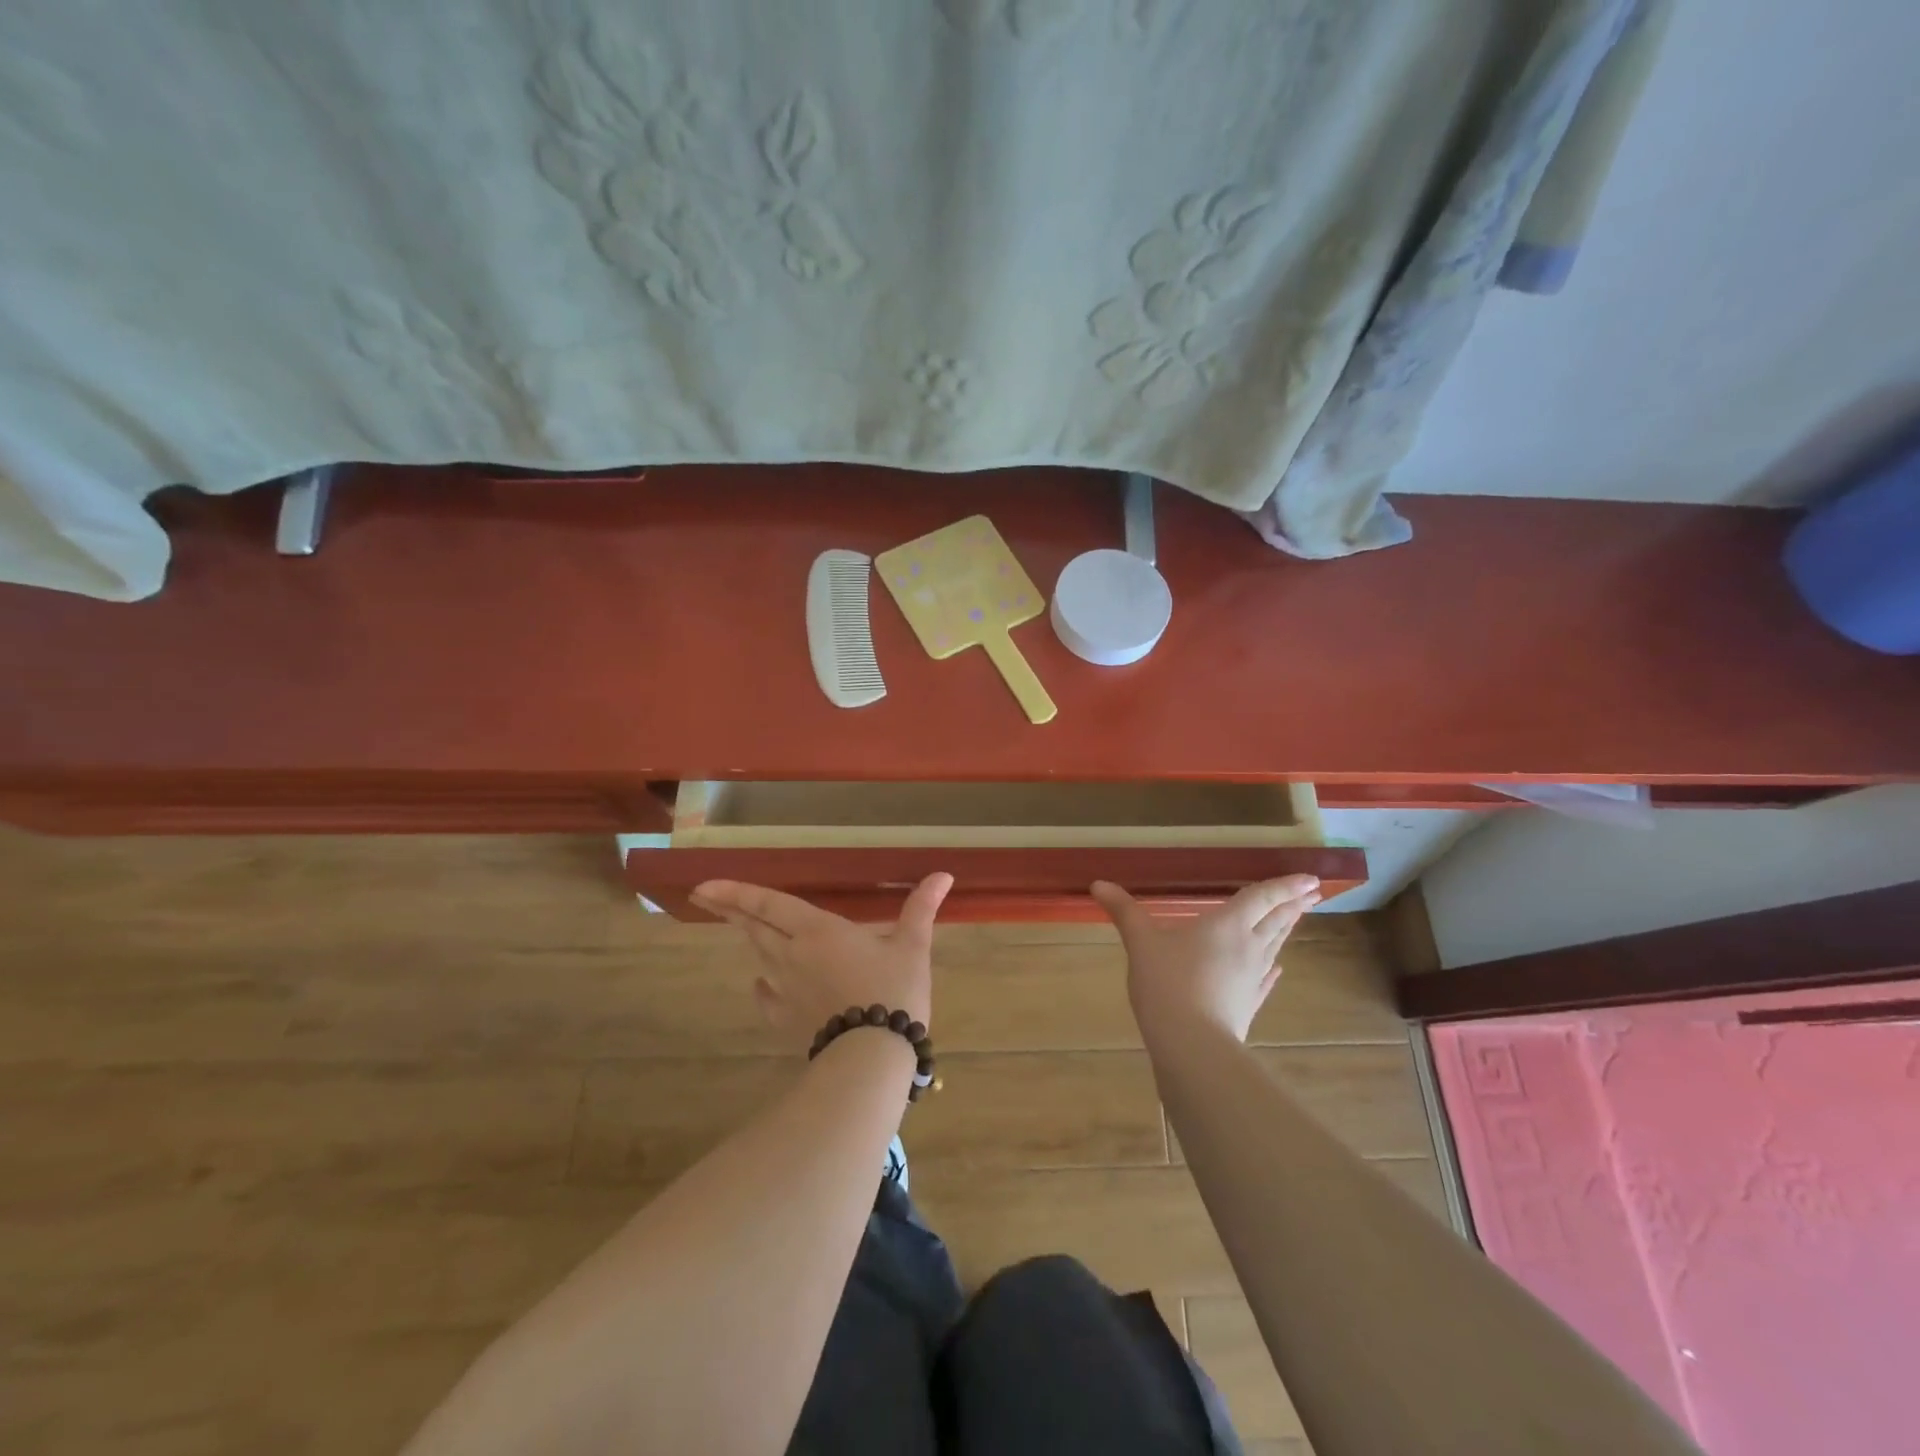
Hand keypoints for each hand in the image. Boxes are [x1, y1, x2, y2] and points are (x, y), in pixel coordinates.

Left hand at [689, 875, 951, 1047]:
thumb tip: (943, 875)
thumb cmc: (892, 991)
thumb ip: (921, 908)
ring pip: (758, 956)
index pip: (768, 904)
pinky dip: (762, 983)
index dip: (736, 892)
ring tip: (737, 926)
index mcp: (817, 931)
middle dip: (729, 909)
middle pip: (753, 927)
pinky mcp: (786, 1019)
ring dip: (746, 938)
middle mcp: (792, 955)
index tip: (703, 885)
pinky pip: (766, 995)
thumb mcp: (912, 946)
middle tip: (705, 896)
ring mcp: (785, 990)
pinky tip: (761, 983)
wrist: (871, 1056)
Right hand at [1091, 875, 1321, 1041]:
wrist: (1191, 1046)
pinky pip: (1266, 979)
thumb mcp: (1140, 942)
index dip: (1284, 885)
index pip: (1261, 897)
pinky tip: (1276, 968)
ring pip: (1275, 947)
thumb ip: (1123, 911)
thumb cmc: (1167, 984)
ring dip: (1287, 930)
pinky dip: (1272, 968)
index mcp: (1227, 924)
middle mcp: (1248, 947)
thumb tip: (1098, 883)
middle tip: (1312, 893)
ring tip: (1296, 919)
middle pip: (1276, 920)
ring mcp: (1253, 978)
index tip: (1310, 878)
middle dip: (1294, 904)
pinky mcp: (1249, 1004)